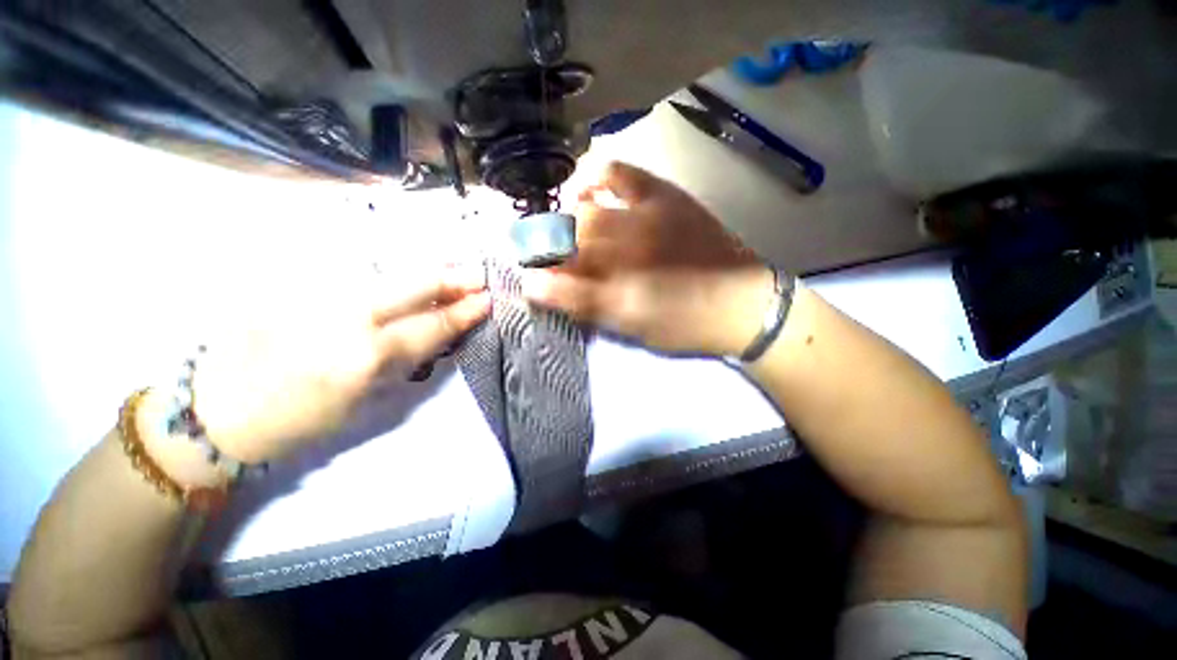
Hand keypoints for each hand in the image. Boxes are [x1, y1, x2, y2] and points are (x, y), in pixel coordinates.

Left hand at [188, 265, 489, 464]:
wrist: (219, 409)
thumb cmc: (301, 420)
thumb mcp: (367, 403)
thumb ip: (408, 362)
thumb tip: (440, 331)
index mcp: (364, 357)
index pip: (431, 325)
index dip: (463, 312)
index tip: (487, 299)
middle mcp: (344, 316)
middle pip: (413, 284)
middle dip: (451, 278)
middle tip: (477, 275)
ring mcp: (315, 291)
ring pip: (385, 269)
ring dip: (424, 269)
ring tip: (448, 269)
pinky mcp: (292, 280)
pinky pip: (352, 267)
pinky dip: (386, 268)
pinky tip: (401, 272)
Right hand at [521, 162, 774, 356]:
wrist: (741, 302)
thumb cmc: (683, 322)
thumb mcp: (630, 324)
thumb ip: (581, 303)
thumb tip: (533, 286)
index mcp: (615, 278)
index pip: (557, 268)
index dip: (538, 268)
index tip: (530, 273)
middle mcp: (623, 241)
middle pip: (567, 235)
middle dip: (547, 244)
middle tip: (545, 254)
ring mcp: (642, 212)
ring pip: (585, 207)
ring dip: (564, 216)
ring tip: (562, 224)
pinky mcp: (662, 195)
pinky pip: (620, 172)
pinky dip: (595, 176)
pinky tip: (588, 188)